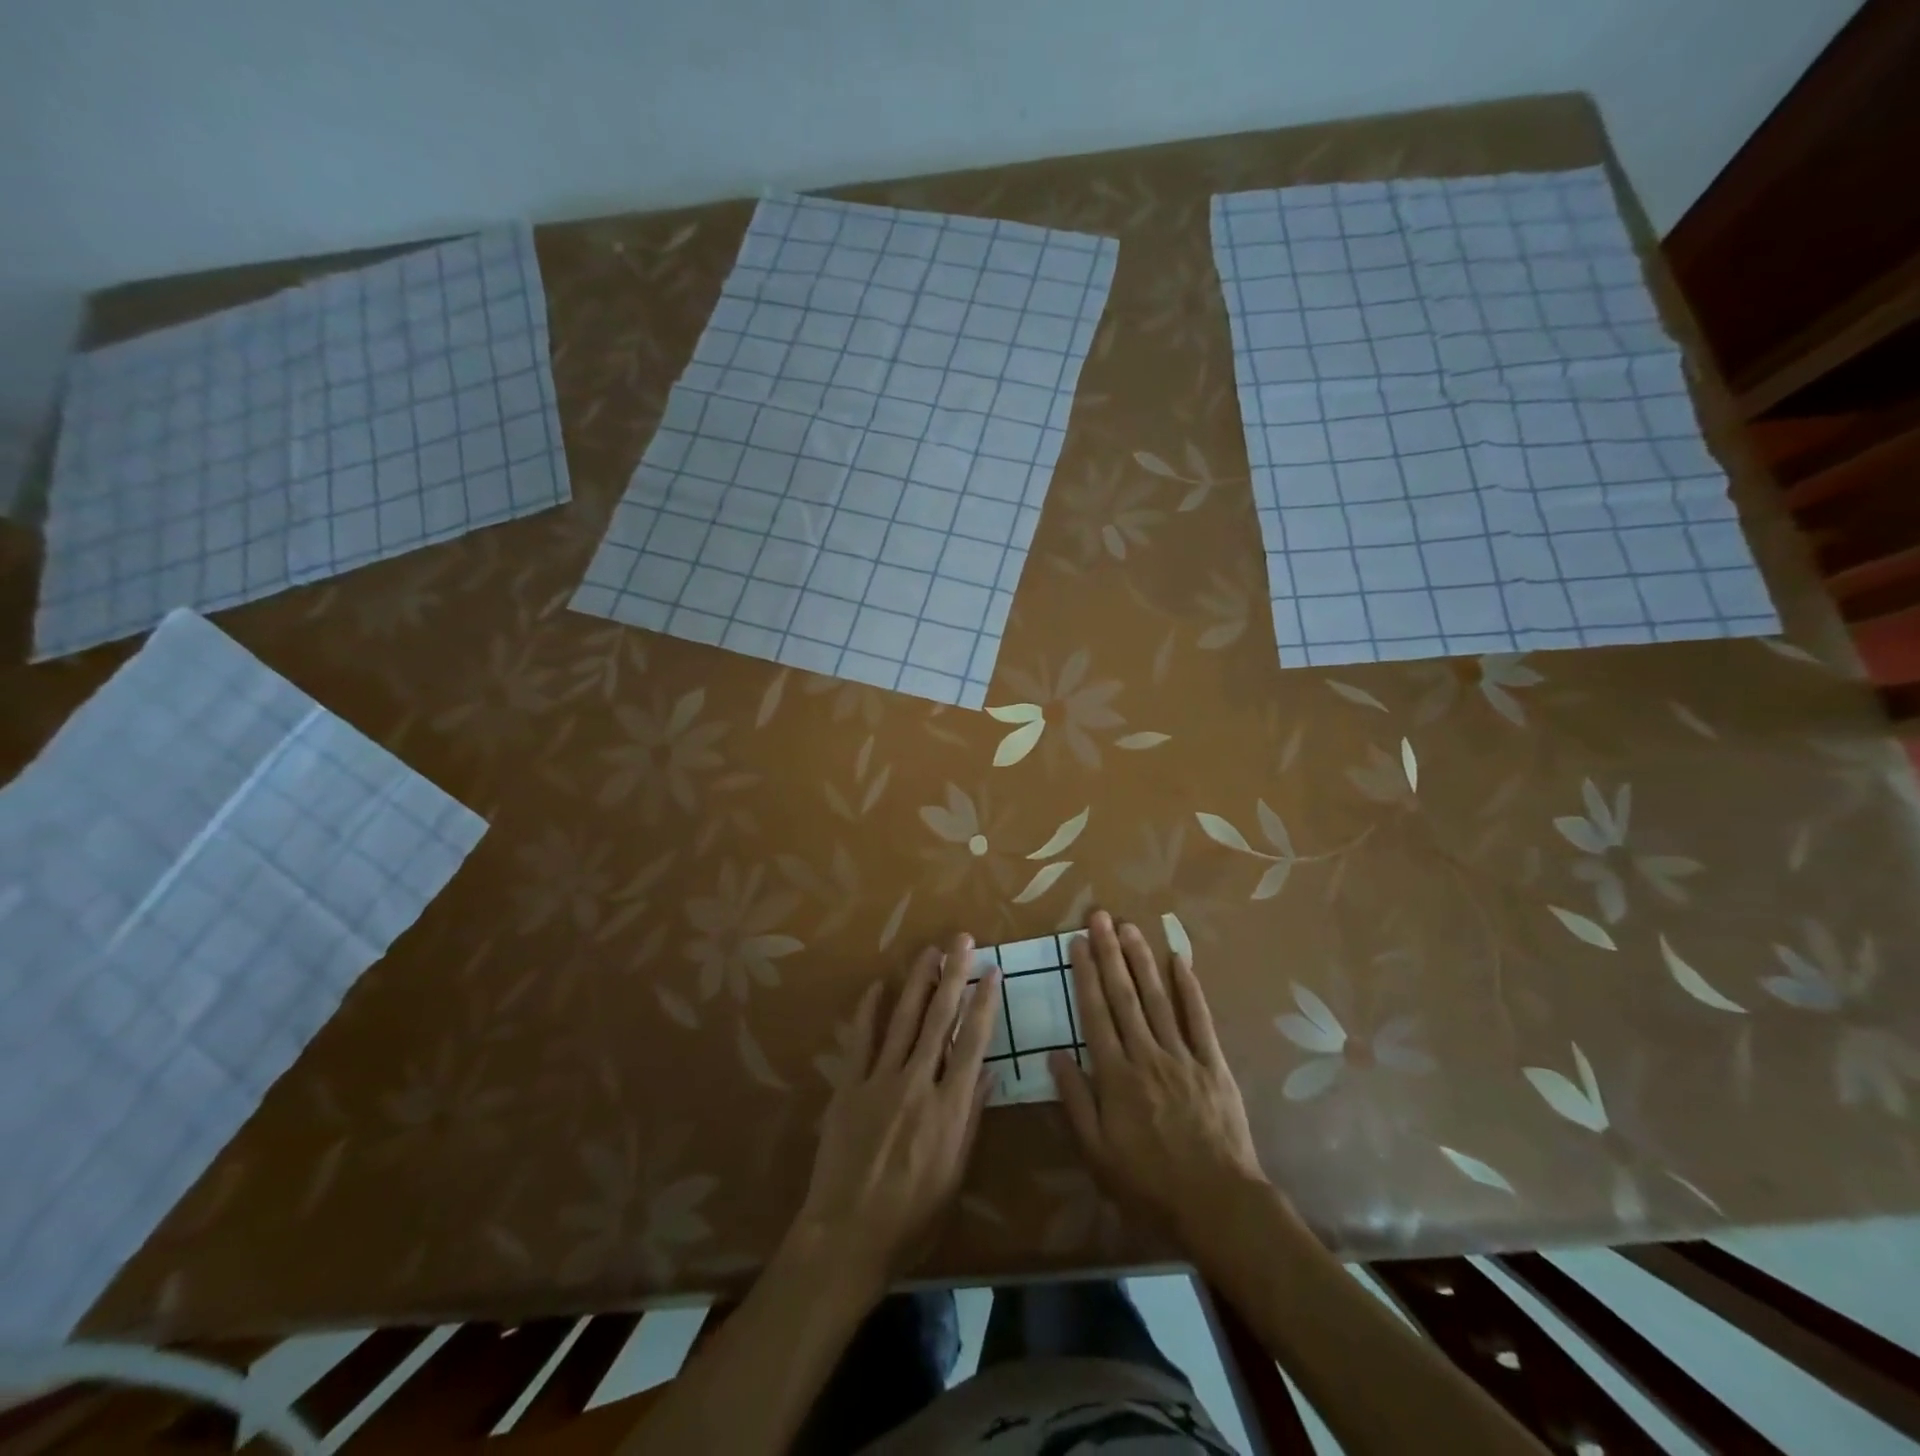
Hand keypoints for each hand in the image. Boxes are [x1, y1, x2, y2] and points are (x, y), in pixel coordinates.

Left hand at [792, 932, 1001, 1286]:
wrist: (848, 1235)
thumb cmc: (912, 1217)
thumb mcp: (954, 1175)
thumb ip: (970, 1120)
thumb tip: (986, 1074)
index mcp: (948, 1108)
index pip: (972, 1043)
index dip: (984, 1004)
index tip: (992, 972)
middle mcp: (917, 1084)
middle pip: (939, 1020)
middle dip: (953, 976)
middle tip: (961, 941)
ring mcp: (879, 1081)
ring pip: (903, 1020)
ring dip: (917, 982)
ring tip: (929, 952)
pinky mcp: (848, 1087)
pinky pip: (861, 1041)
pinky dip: (869, 1012)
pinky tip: (877, 986)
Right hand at [1052, 911, 1269, 1247]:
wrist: (1217, 1204)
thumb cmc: (1149, 1184)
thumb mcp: (1097, 1152)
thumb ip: (1075, 1100)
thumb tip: (1054, 1054)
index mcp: (1115, 1075)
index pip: (1095, 1013)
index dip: (1084, 974)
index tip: (1076, 942)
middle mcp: (1146, 1054)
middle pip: (1124, 995)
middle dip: (1109, 952)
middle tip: (1100, 917)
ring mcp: (1182, 1055)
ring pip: (1157, 998)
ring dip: (1142, 959)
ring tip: (1129, 927)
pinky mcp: (1213, 1063)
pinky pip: (1199, 1018)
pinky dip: (1189, 987)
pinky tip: (1180, 959)